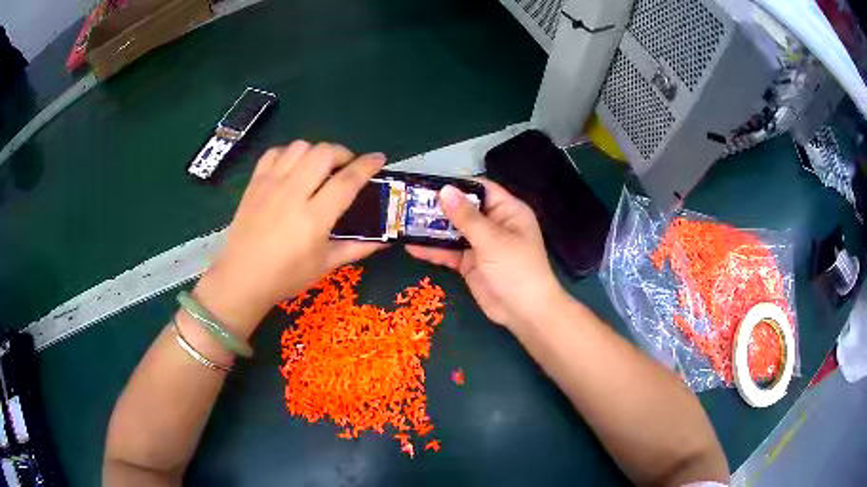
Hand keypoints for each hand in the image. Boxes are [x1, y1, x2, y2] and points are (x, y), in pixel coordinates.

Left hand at [195, 141, 386, 331]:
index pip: (347, 181)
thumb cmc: (286, 276)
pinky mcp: (255, 183)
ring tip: (319, 167)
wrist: (242, 278)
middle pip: (324, 153)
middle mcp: (293, 194)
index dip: (367, 165)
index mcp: (314, 218)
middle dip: (343, 153)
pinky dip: (289, 153)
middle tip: (346, 167)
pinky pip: (275, 153)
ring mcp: (271, 185)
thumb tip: (386, 239)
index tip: (378, 159)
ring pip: (300, 147)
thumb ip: (357, 248)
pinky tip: (293, 168)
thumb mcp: (325, 265)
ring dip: (316, 151)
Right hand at [406, 179, 567, 330]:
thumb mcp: (491, 239)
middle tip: (408, 203)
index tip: (428, 183)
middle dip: (438, 207)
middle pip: (463, 209)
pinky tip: (411, 247)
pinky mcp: (470, 264)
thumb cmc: (516, 269)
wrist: (524, 312)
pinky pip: (450, 253)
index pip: (480, 189)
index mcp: (507, 211)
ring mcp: (481, 245)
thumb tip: (445, 190)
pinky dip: (433, 250)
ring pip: (453, 231)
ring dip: (431, 229)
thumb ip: (466, 216)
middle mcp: (494, 224)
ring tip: (403, 222)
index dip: (456, 185)